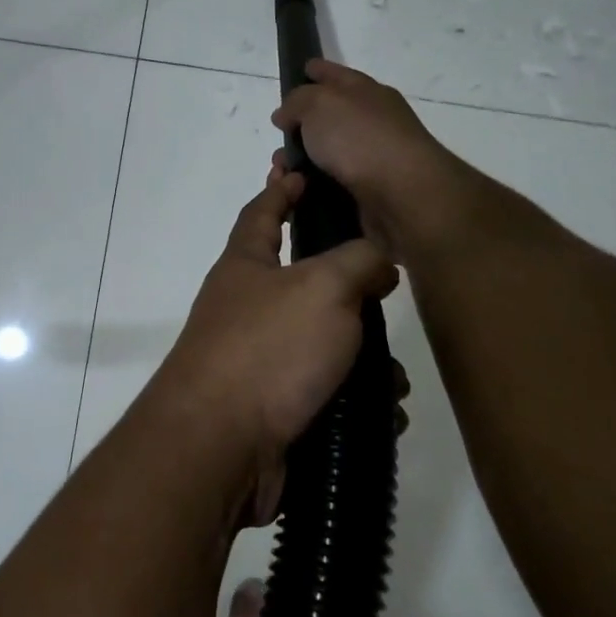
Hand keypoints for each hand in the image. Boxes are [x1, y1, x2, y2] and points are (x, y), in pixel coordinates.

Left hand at [153, 164, 398, 522]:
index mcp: (245, 267)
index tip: (298, 169)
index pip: (261, 212)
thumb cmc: (268, 349)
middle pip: (303, 285)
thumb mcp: (323, 287)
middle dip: (348, 291)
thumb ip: (359, 261)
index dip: (281, 188)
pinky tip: (383, 414)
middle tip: (387, 293)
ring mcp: (258, 363)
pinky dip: (356, 402)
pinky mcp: (274, 411)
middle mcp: (246, 310)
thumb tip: (378, 263)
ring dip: (365, 361)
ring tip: (394, 378)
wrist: (221, 447)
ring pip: (325, 348)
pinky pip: (327, 396)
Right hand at [271, 60, 470, 262]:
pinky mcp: (369, 195)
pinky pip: (330, 187)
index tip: (301, 71)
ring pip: (326, 158)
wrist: (402, 196)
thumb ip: (297, 102)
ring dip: (301, 165)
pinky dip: (311, 190)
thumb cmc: (361, 139)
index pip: (337, 75)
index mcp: (367, 93)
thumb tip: (286, 114)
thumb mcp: (320, 104)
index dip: (317, 71)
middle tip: (277, 142)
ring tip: (280, 176)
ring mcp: (373, 160)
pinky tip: (296, 195)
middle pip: (330, 119)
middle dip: (299, 129)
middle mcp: (373, 123)